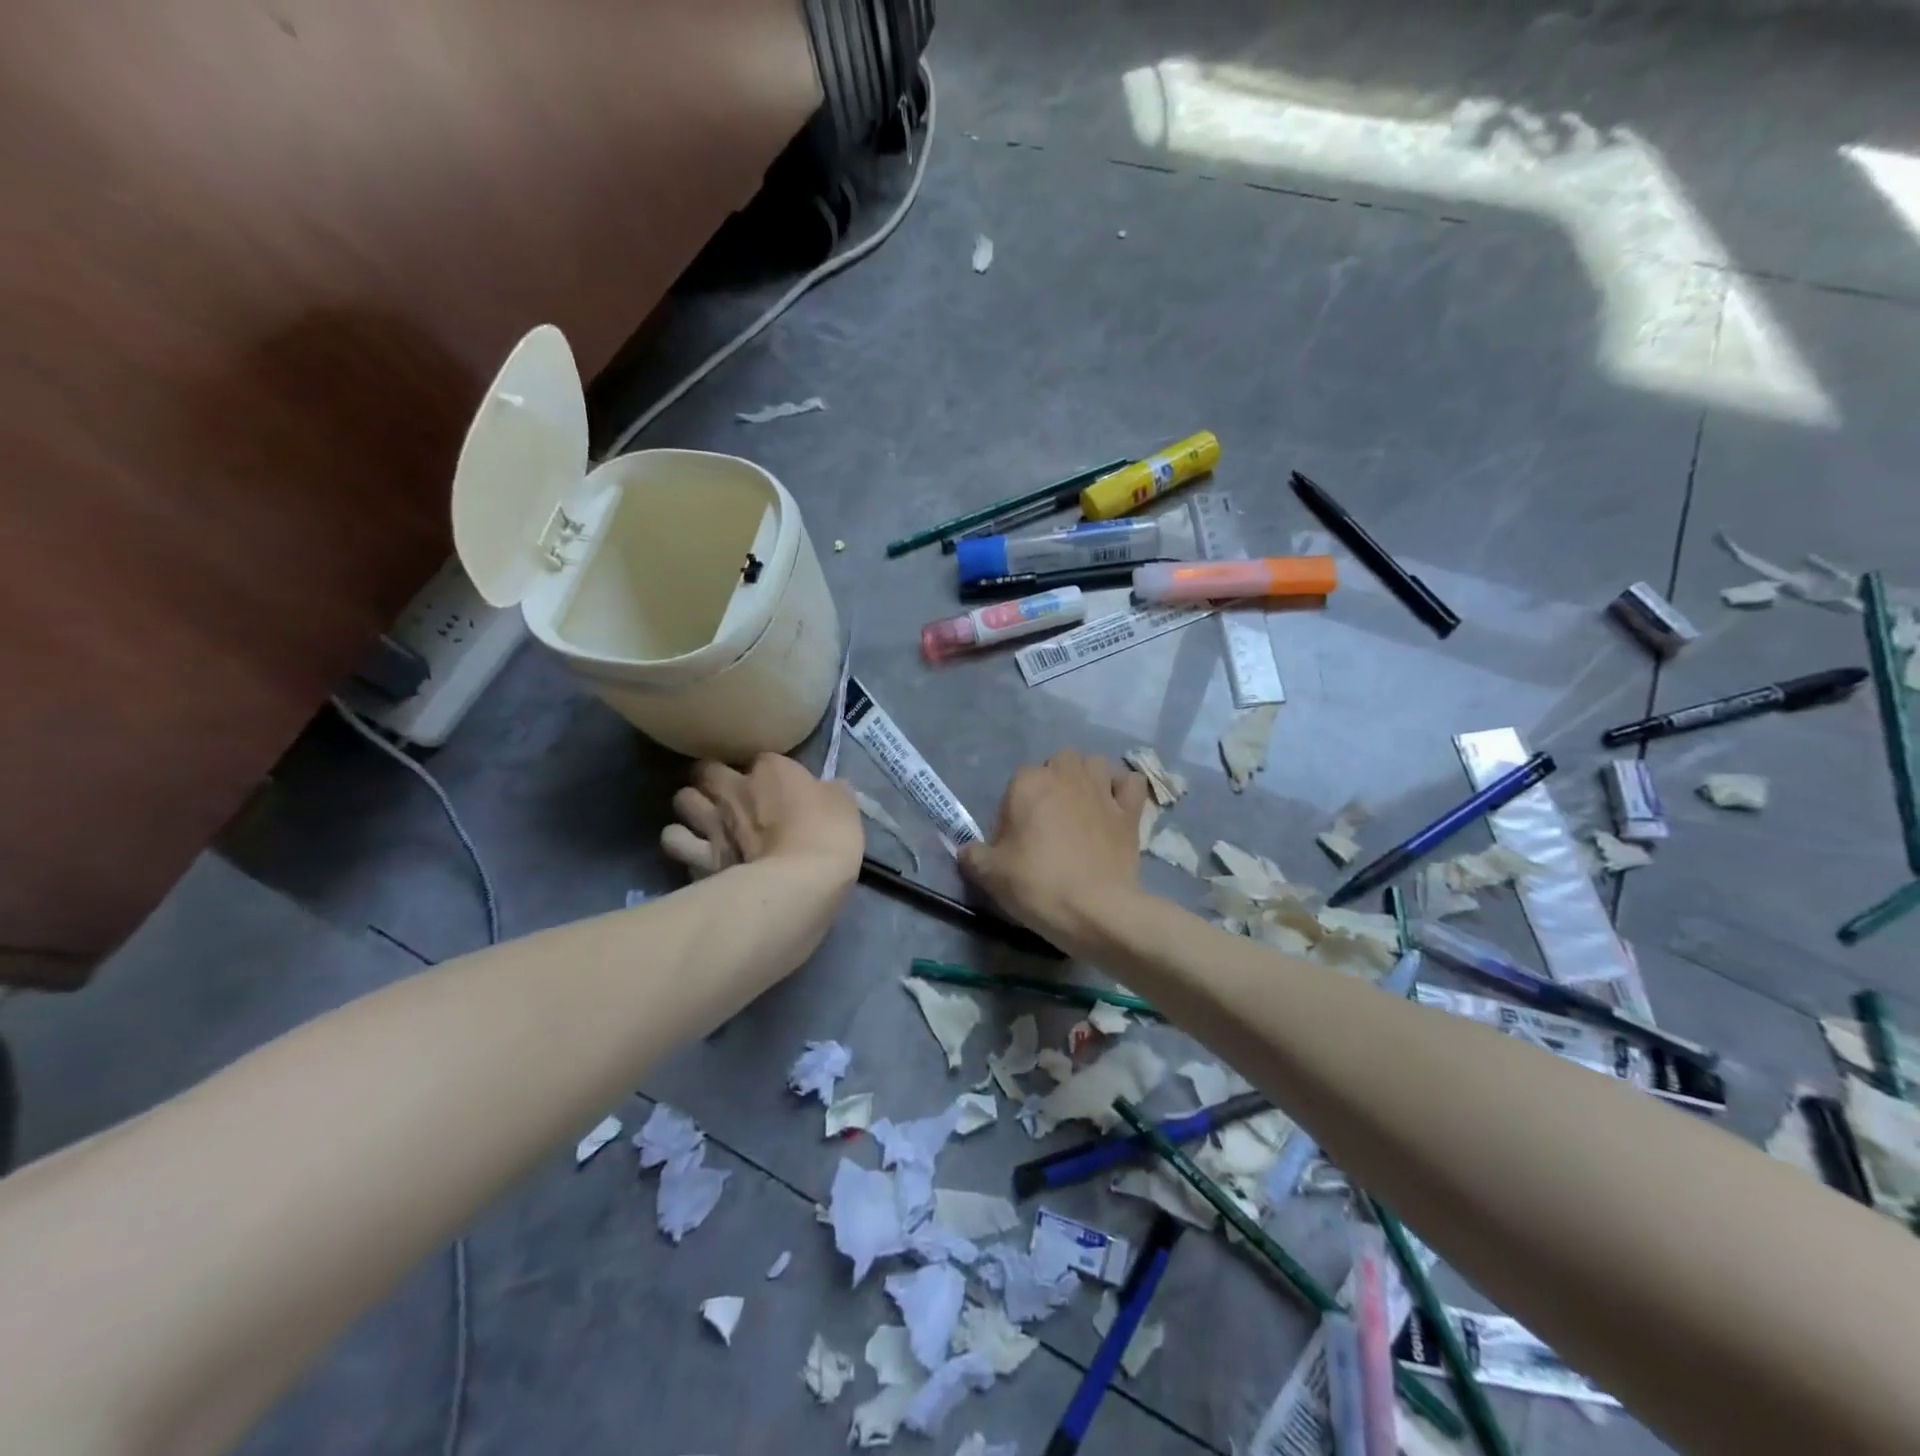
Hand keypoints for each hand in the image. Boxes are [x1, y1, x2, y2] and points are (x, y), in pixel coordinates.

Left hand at [661, 755, 862, 883]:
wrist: (797, 886)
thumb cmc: (827, 838)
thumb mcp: (844, 806)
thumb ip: (829, 791)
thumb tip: (824, 789)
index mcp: (771, 769)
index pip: (762, 758)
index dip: (767, 774)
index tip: (776, 790)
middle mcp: (733, 787)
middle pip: (706, 769)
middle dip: (713, 780)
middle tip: (727, 796)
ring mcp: (710, 821)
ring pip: (682, 799)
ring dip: (692, 808)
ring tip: (702, 821)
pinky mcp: (696, 857)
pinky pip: (674, 840)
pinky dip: (681, 843)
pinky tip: (693, 851)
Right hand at [960, 751, 1149, 949]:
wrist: (1095, 910)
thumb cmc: (1038, 885)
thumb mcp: (990, 875)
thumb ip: (973, 855)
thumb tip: (967, 850)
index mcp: (1028, 783)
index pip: (1016, 783)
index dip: (1014, 810)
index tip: (1015, 840)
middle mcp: (1066, 776)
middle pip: (1059, 762)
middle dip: (1054, 782)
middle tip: (1049, 819)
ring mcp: (1102, 790)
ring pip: (1095, 764)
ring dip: (1087, 777)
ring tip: (1081, 806)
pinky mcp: (1130, 811)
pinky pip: (1131, 783)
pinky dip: (1124, 788)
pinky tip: (1116, 805)